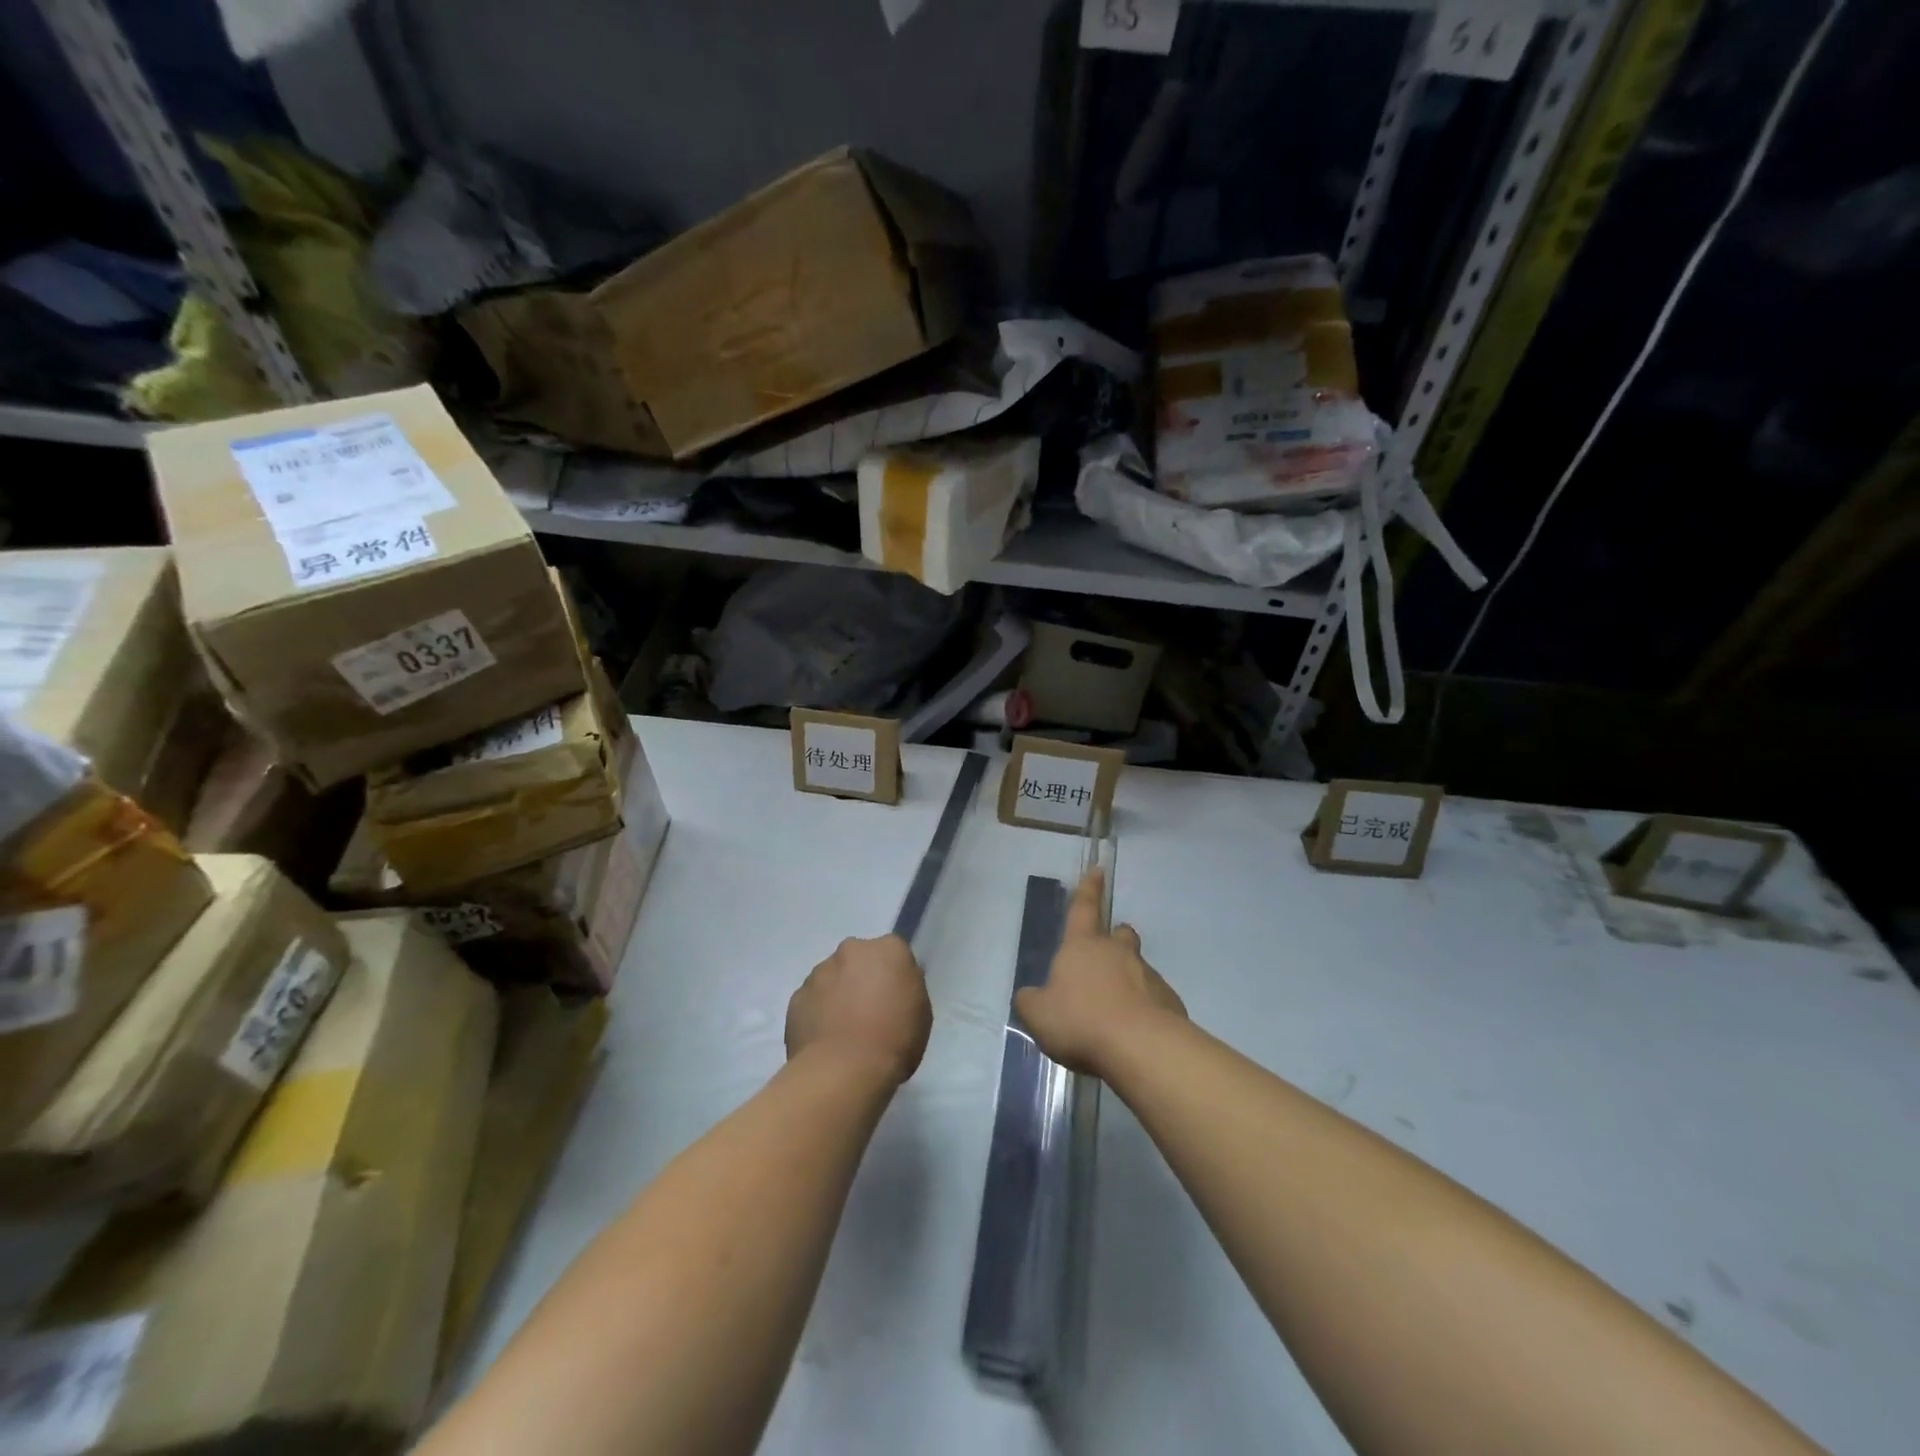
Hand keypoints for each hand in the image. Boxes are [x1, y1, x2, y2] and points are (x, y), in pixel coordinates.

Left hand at [786, 935, 932, 1086]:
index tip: (895, 997)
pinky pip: (812, 1000)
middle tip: (868, 1011)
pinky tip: (825, 1040)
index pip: (893, 952)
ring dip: (838, 994)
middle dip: (862, 977)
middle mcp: (852, 950)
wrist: (844, 1070)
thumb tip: (895, 985)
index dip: (894, 975)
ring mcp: (819, 972)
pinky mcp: (797, 996)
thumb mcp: (921, 1012)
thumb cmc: (894, 1039)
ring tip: (843, 1030)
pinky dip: (817, 1013)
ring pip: (832, 977)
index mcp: (888, 949)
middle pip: (859, 958)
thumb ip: (907, 988)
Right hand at [1016, 869, 1185, 1075]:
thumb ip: (1031, 1001)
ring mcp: (1147, 976)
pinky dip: (1144, 1008)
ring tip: (1115, 1009)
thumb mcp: (1039, 1015)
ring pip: (1137, 967)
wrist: (1140, 1047)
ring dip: (1128, 978)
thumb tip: (1029, 996)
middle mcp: (1117, 953)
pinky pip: (1153, 998)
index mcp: (1082, 946)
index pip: (1084, 908)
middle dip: (1114, 938)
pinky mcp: (1169, 1002)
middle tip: (1106, 954)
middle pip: (1119, 935)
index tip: (1097, 870)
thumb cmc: (1081, 1021)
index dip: (1088, 889)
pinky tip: (1133, 1033)